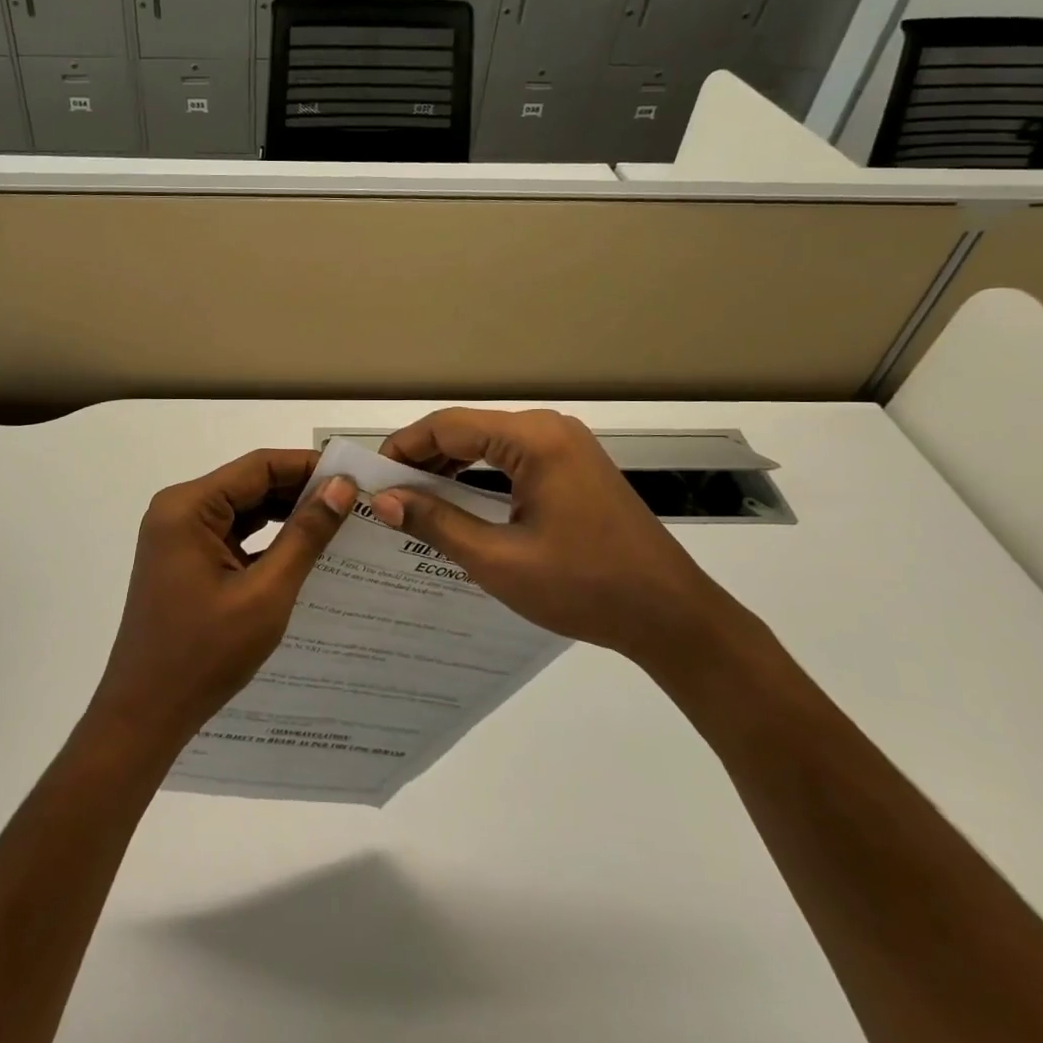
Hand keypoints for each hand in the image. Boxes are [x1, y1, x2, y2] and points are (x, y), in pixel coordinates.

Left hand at [89, 449, 355, 752]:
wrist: (146, 714)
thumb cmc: (204, 654)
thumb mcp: (265, 592)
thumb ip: (304, 535)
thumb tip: (341, 487)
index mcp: (188, 507)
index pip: (258, 466)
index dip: (308, 466)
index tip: (355, 476)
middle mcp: (179, 510)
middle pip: (250, 484)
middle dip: (301, 491)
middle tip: (356, 501)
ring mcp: (179, 536)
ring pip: (244, 509)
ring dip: (287, 514)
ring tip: (340, 522)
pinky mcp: (185, 559)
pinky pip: (234, 535)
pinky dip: (268, 539)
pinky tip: (306, 549)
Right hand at [372, 408, 734, 658]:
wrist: (670, 616)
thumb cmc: (584, 587)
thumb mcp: (499, 559)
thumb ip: (437, 522)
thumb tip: (385, 499)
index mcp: (534, 440)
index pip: (448, 426)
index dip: (404, 448)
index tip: (372, 478)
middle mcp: (550, 429)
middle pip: (467, 429)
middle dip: (423, 457)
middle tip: (387, 492)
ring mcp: (566, 446)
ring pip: (488, 442)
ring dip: (449, 466)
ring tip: (413, 498)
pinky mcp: (575, 467)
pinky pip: (512, 458)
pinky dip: (479, 474)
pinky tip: (457, 499)